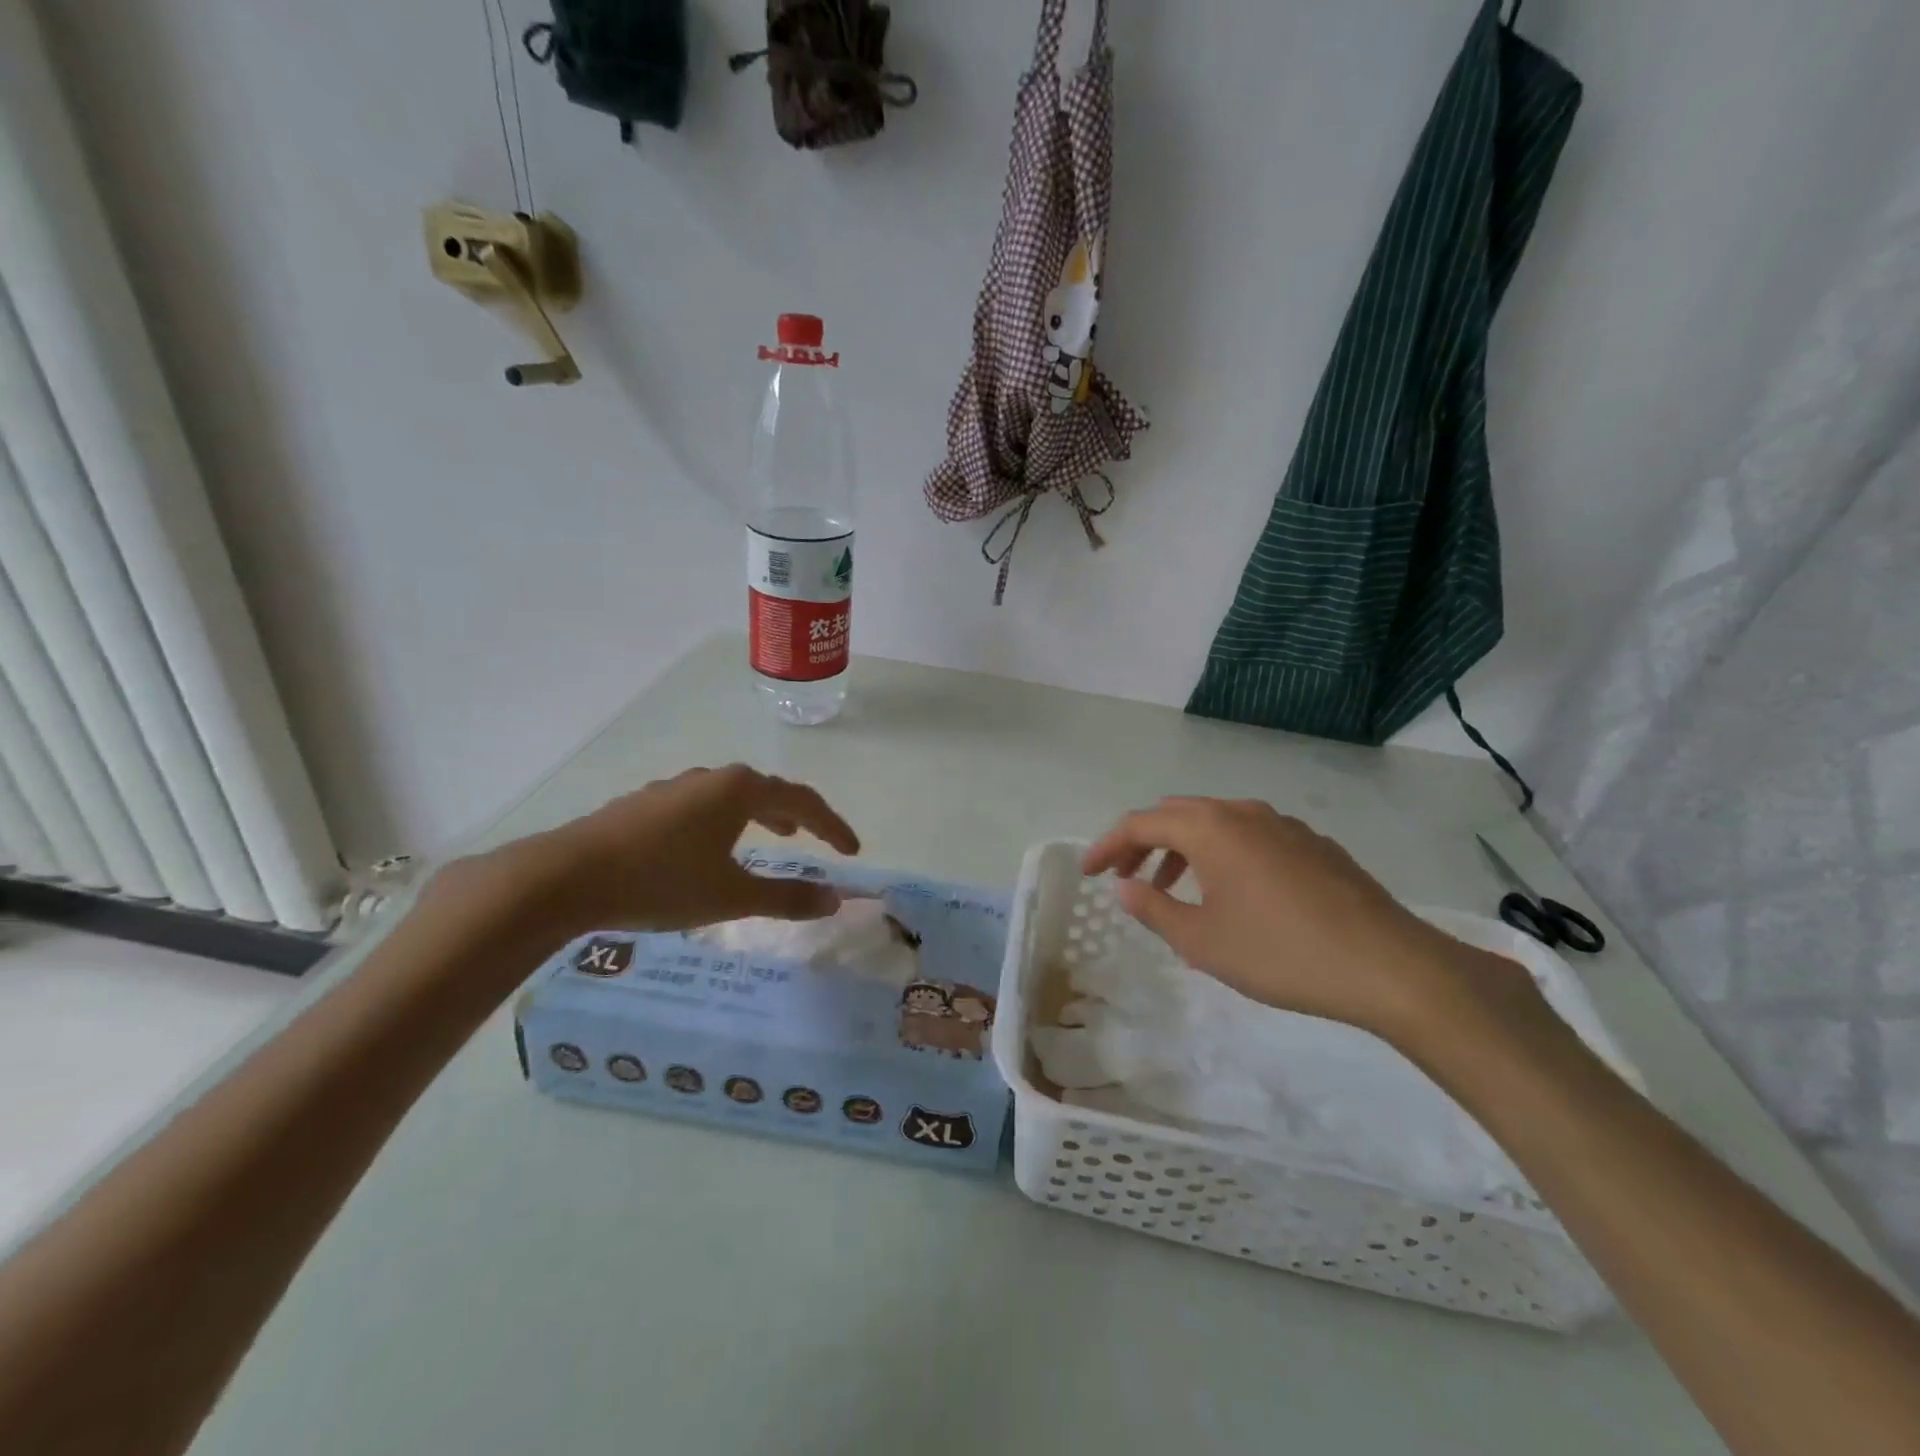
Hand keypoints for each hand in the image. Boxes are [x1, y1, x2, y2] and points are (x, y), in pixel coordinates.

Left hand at [452, 764, 860, 937]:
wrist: (566, 876)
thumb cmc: (661, 881)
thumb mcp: (732, 895)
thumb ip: (787, 897)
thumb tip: (835, 899)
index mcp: (739, 790)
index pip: (802, 801)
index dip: (832, 826)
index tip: (851, 851)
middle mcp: (710, 779)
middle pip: (767, 790)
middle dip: (797, 815)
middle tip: (814, 839)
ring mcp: (674, 788)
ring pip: (731, 796)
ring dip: (760, 814)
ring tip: (770, 836)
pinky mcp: (645, 804)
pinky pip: (702, 806)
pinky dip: (724, 821)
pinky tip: (709, 846)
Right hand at [1081, 797, 1482, 1037]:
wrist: (1388, 965)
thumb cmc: (1281, 953)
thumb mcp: (1203, 941)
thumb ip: (1155, 909)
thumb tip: (1125, 887)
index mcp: (1210, 828)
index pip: (1141, 823)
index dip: (1107, 845)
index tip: (1088, 873)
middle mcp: (1243, 812)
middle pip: (1176, 814)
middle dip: (1142, 841)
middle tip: (1122, 874)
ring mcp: (1283, 825)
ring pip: (1215, 823)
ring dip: (1182, 848)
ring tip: (1170, 886)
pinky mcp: (1313, 845)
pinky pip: (1249, 837)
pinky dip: (1221, 854)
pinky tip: (1230, 892)